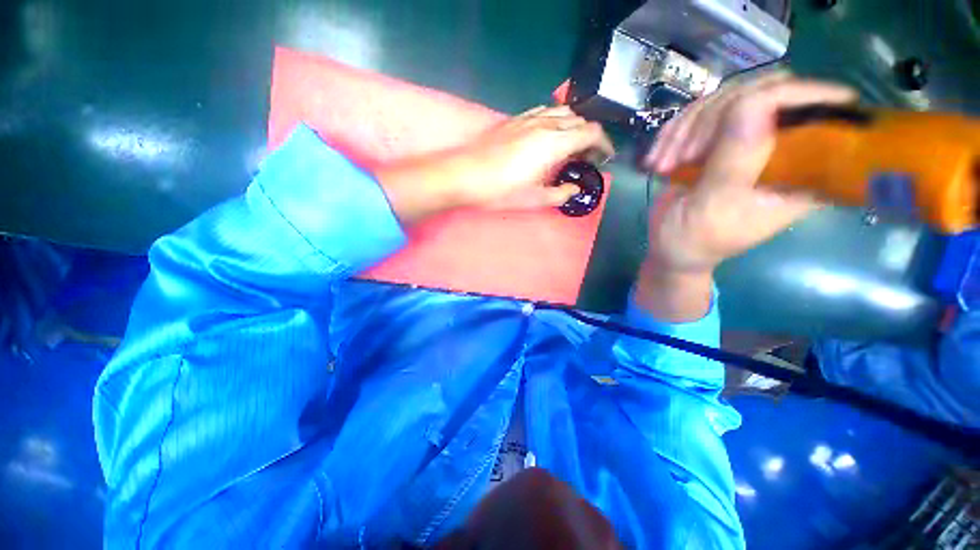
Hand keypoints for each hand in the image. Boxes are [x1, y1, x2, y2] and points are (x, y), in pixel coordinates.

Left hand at [376, 106, 614, 224]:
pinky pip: (543, 111)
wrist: (465, 175)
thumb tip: (573, 190)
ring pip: (562, 112)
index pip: (591, 133)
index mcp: (554, 143)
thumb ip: (560, 194)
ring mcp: (528, 118)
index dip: (603, 144)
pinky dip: (554, 120)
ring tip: (569, 145)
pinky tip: (547, 135)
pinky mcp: (514, 120)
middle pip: (579, 120)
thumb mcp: (534, 199)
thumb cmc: (500, 191)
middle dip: (589, 136)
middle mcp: (545, 124)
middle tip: (586, 156)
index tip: (604, 157)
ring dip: (572, 125)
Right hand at [635, 75, 856, 320]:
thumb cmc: (695, 241)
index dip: (797, 96)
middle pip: (771, 93)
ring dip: (689, 125)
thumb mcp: (714, 206)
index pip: (828, 110)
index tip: (747, 111)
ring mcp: (750, 141)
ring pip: (731, 99)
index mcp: (807, 170)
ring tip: (662, 158)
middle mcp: (787, 148)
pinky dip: (677, 129)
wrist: (672, 249)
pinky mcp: (720, 142)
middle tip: (681, 148)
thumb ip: (739, 158)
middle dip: (719, 115)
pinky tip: (660, 154)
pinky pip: (704, 113)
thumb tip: (757, 101)